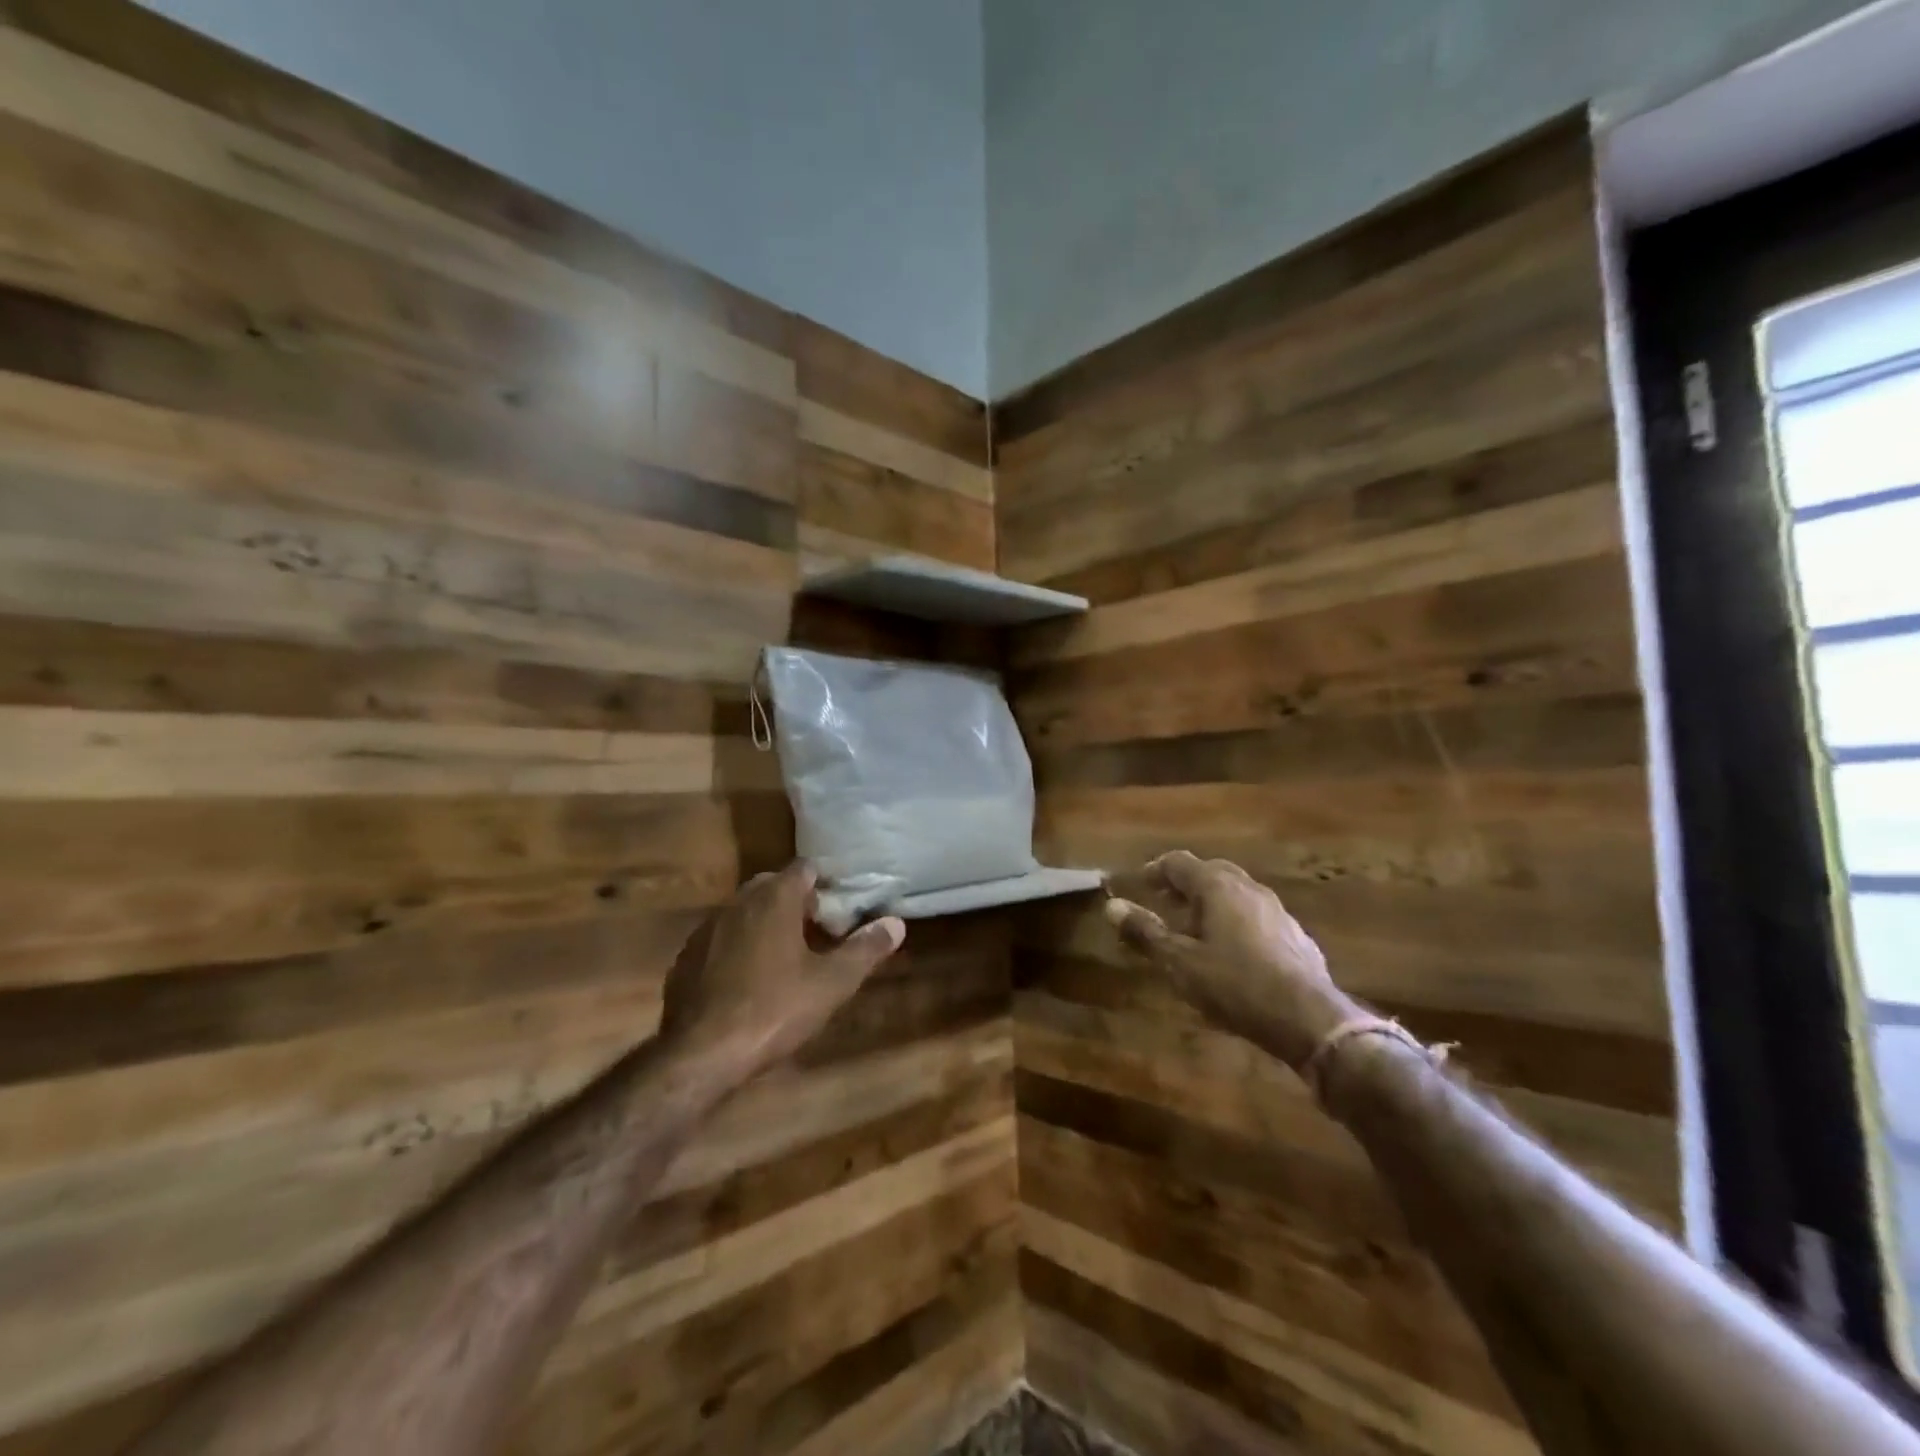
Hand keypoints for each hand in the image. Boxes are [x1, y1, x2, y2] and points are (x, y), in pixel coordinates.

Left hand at [660, 861, 903, 1079]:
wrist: (701, 1053)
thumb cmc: (775, 1009)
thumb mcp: (833, 983)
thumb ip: (866, 949)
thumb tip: (897, 923)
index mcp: (775, 898)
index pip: (805, 868)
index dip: (826, 883)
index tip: (842, 906)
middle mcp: (738, 901)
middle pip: (773, 886)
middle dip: (797, 901)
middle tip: (820, 931)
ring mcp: (707, 928)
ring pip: (745, 911)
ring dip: (767, 923)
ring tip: (787, 956)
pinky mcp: (686, 957)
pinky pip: (722, 938)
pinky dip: (739, 946)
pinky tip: (749, 980)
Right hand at [1104, 851, 1354, 1069]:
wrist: (1308, 1019)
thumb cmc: (1233, 984)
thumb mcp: (1179, 961)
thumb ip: (1145, 931)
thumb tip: (1111, 905)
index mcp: (1217, 886)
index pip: (1179, 862)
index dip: (1155, 870)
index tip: (1139, 884)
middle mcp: (1248, 888)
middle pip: (1211, 872)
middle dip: (1184, 883)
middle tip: (1164, 902)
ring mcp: (1276, 910)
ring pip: (1236, 894)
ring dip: (1211, 902)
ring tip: (1194, 928)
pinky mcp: (1295, 936)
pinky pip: (1255, 916)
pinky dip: (1235, 921)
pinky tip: (1232, 950)